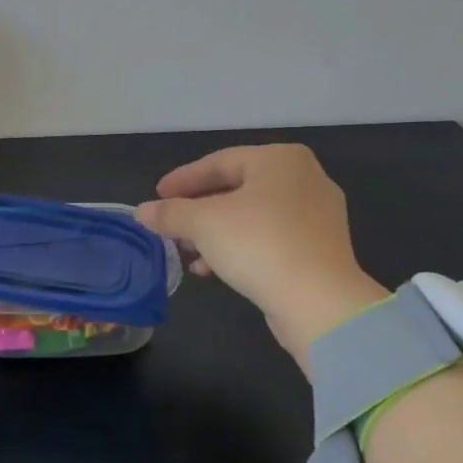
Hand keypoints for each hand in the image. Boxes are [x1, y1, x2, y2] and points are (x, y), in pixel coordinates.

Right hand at [136, 145, 387, 368]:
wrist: (320, 303)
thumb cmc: (259, 244)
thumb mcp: (203, 223)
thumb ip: (170, 213)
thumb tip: (142, 212)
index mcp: (280, 159)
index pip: (219, 162)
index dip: (182, 180)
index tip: (156, 197)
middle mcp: (303, 179)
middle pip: (235, 189)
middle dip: (197, 210)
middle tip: (169, 225)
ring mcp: (316, 216)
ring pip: (250, 216)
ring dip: (213, 233)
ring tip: (185, 252)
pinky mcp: (319, 249)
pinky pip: (268, 238)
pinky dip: (238, 248)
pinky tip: (211, 270)